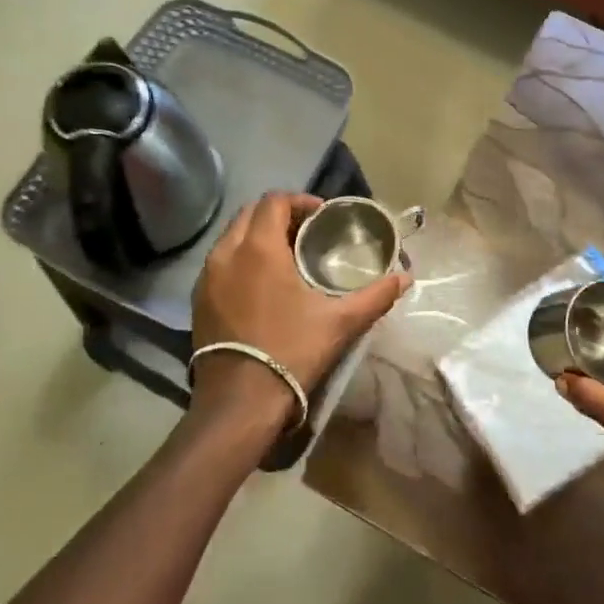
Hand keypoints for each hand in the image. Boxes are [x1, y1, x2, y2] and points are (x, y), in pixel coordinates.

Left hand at [190, 193, 409, 428]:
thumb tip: (405, 277)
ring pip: (231, 238)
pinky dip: (241, 259)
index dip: (300, 201)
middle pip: (249, 214)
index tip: (322, 216)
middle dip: (278, 215)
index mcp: (258, 248)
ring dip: (257, 236)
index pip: (274, 201)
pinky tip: (262, 284)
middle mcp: (226, 253)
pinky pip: (220, 263)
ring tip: (286, 256)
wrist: (240, 402)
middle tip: (306, 233)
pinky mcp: (198, 300)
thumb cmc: (292, 351)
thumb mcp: (340, 322)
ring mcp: (207, 277)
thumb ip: (376, 295)